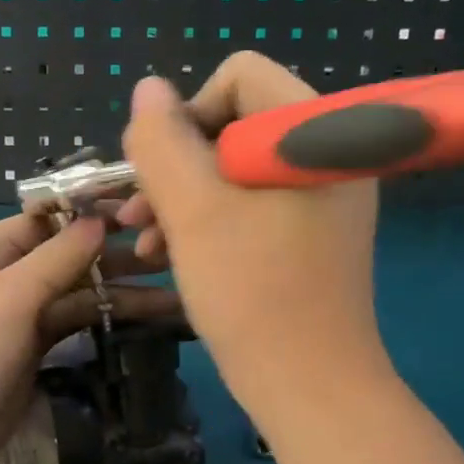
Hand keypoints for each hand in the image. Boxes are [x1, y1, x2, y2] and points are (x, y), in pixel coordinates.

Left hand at [0, 213, 179, 463]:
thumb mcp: (8, 298)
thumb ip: (58, 257)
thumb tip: (98, 220)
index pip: (48, 218)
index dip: (95, 213)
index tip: (147, 210)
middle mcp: (2, 275)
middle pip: (67, 254)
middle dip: (117, 254)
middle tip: (174, 253)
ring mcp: (17, 314)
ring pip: (75, 292)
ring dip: (120, 291)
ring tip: (176, 291)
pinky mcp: (30, 350)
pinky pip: (73, 324)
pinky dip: (105, 319)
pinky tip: (148, 316)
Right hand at [118, 53, 385, 411]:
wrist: (309, 386)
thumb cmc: (252, 291)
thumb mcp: (193, 210)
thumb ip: (162, 141)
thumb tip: (148, 90)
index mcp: (314, 131)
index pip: (239, 77)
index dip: (187, 115)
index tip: (160, 172)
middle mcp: (325, 152)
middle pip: (232, 123)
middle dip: (176, 166)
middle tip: (138, 214)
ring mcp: (320, 196)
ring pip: (232, 169)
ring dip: (181, 199)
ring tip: (146, 245)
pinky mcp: (309, 232)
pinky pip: (250, 204)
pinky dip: (207, 223)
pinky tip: (170, 256)